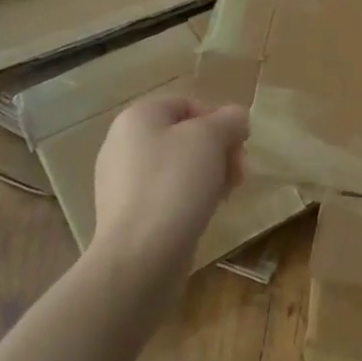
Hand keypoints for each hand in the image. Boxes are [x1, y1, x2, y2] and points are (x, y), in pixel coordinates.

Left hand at [91, 95, 248, 280]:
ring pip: (177, 167)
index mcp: (137, 117)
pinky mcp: (127, 213)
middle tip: (238, 173)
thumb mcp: (211, 138)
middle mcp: (123, 144)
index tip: (239, 146)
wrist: (140, 256)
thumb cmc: (175, 184)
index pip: (188, 104)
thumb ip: (230, 120)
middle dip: (218, 151)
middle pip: (184, 136)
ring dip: (209, 175)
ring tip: (225, 195)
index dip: (219, 120)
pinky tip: (204, 214)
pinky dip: (189, 198)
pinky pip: (166, 194)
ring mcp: (121, 181)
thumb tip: (237, 119)